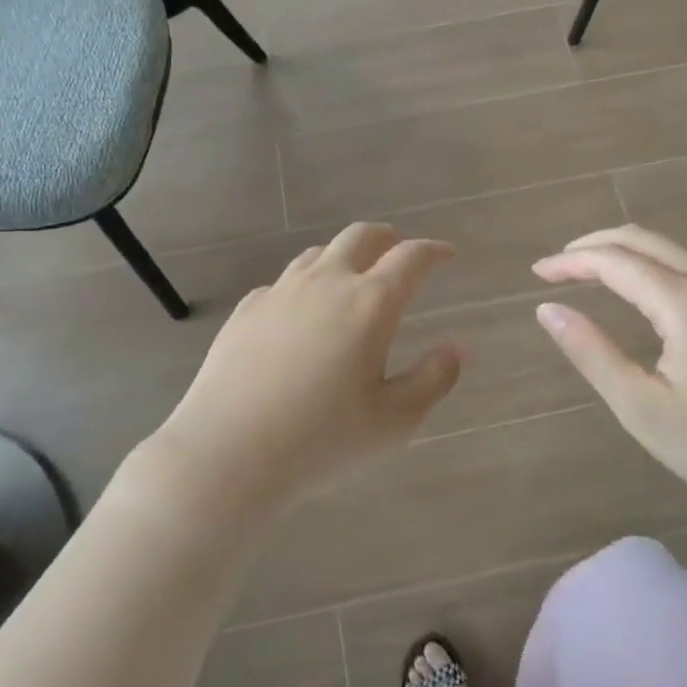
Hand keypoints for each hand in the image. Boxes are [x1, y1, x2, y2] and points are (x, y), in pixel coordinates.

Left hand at [139, 224, 463, 525]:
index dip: (434, 251)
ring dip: (345, 256)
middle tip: (400, 250)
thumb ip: (434, 379)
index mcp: (370, 303)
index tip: (447, 254)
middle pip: (362, 235)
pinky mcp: (248, 308)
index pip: (411, 258)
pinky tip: (302, 313)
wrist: (229, 450)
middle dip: (389, 237)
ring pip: (319, 253)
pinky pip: (284, 282)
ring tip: (353, 277)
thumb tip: (457, 349)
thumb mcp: (394, 420)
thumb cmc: (322, 438)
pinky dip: (305, 285)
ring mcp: (282, 291)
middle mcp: (327, 282)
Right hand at [533, 226, 686, 521]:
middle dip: (593, 245)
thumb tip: (548, 310)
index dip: (570, 263)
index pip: (614, 261)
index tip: (537, 275)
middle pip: (642, 239)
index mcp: (685, 302)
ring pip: (669, 250)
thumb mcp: (643, 408)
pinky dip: (652, 267)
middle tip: (557, 266)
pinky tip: (640, 295)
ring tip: (589, 275)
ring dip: (624, 254)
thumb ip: (592, 352)